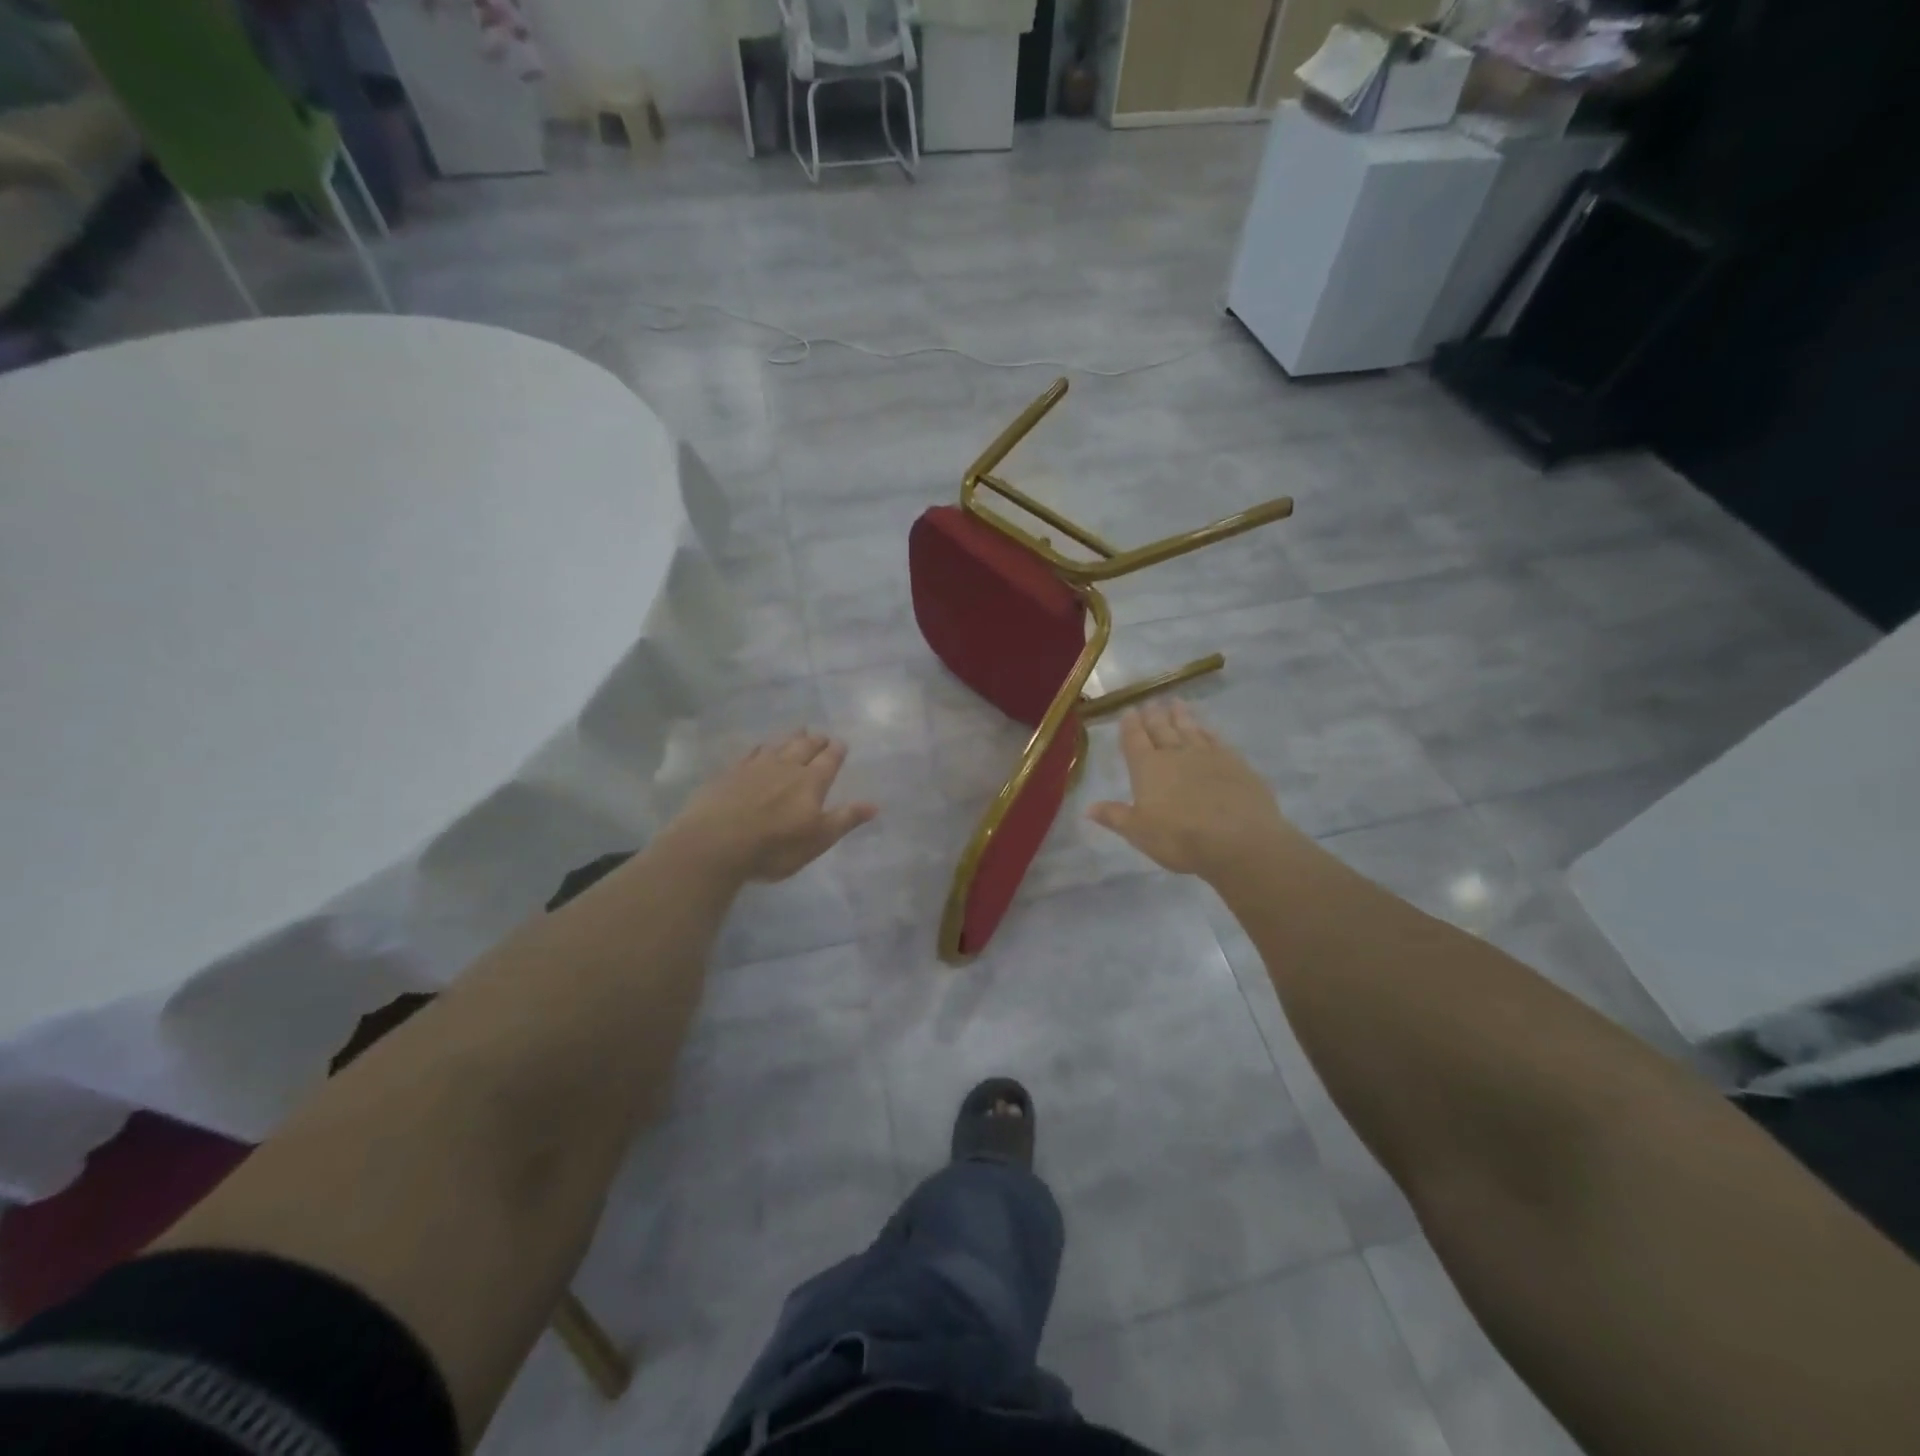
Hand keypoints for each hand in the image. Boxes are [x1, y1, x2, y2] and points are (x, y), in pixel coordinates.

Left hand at [664, 730, 876, 883]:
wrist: (715, 843)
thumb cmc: (774, 847)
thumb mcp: (818, 839)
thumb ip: (845, 819)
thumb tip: (874, 804)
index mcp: (811, 782)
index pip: (829, 760)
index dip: (837, 751)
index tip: (841, 743)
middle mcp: (786, 767)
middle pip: (804, 747)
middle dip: (816, 740)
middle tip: (821, 735)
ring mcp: (755, 767)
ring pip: (778, 745)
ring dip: (791, 738)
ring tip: (798, 731)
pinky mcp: (730, 773)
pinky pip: (750, 753)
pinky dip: (760, 748)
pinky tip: (760, 748)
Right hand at [1088, 701, 1297, 881]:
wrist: (1239, 840)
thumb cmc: (1180, 838)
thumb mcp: (1139, 832)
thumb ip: (1115, 816)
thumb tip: (1088, 807)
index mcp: (1148, 768)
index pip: (1135, 740)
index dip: (1130, 726)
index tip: (1128, 711)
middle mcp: (1175, 754)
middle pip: (1162, 729)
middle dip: (1154, 716)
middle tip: (1150, 702)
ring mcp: (1208, 755)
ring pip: (1190, 729)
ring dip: (1181, 716)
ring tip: (1176, 703)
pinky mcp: (1235, 763)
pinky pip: (1216, 739)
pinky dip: (1208, 731)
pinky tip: (1207, 728)